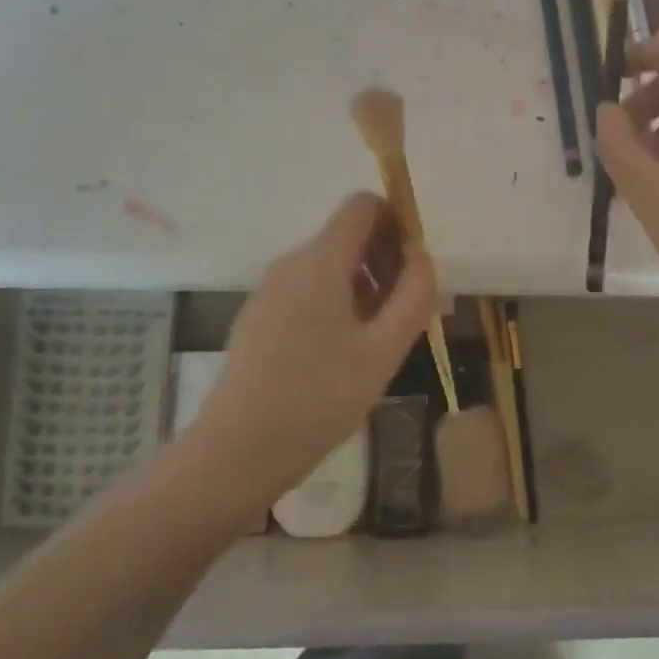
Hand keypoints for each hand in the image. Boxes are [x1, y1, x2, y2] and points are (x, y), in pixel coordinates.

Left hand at [179, 193, 435, 513]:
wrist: (236, 452)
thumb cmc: (318, 398)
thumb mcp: (383, 351)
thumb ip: (414, 295)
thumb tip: (422, 256)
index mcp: (320, 261)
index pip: (363, 205)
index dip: (397, 222)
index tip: (414, 269)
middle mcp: (292, 264)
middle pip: (348, 235)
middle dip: (384, 262)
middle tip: (402, 315)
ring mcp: (270, 290)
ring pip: (330, 266)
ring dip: (364, 288)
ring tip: (376, 342)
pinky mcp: (260, 317)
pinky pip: (309, 291)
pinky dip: (337, 305)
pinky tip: (341, 358)